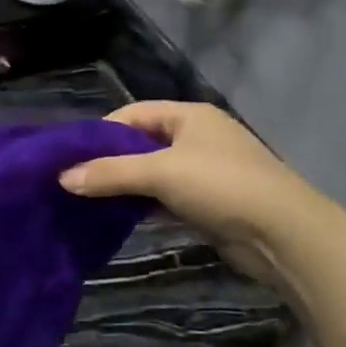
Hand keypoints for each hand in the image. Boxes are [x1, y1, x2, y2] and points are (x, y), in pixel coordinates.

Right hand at [59, 102, 334, 289]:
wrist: (282, 232)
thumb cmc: (220, 186)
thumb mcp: (160, 173)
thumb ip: (110, 173)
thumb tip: (63, 178)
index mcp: (189, 116)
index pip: (133, 114)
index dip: (101, 132)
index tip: (70, 156)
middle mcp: (196, 137)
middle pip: (141, 143)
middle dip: (109, 162)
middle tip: (73, 182)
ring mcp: (204, 171)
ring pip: (152, 173)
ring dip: (125, 186)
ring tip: (88, 202)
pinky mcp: (207, 202)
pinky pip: (165, 197)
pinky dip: (144, 205)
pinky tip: (119, 218)